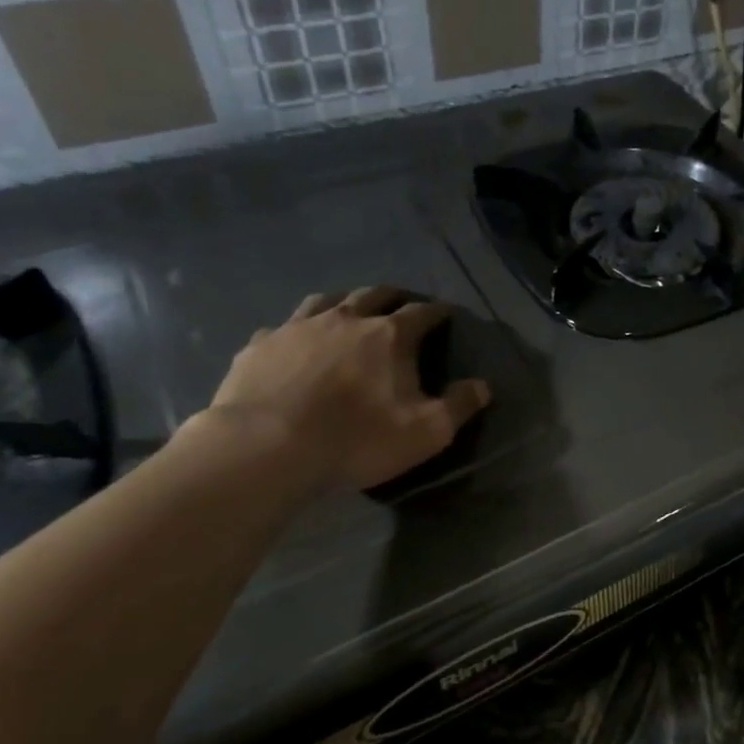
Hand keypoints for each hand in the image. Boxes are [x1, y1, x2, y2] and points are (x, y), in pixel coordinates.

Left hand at [199, 286, 490, 494]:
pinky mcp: (260, 346)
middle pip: (374, 295)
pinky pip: (282, 328)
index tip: (446, 315)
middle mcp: (346, 319)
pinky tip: (294, 345)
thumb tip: (484, 386)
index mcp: (390, 335)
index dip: (438, 312)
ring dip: (344, 303)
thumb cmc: (357, 439)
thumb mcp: (426, 432)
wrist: (266, 448)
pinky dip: (296, 331)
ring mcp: (297, 328)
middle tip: (400, 306)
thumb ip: (460, 406)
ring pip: (326, 300)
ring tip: (349, 313)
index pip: (422, 312)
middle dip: (393, 297)